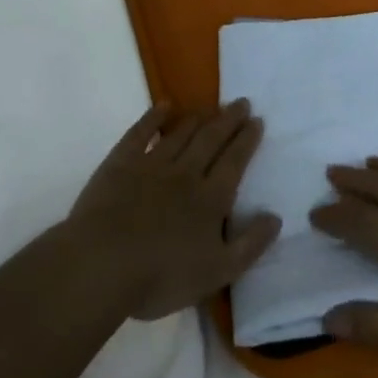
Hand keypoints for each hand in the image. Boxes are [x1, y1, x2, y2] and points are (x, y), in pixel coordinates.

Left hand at [67, 100, 280, 321]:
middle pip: (211, 140)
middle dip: (229, 120)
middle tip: (241, 102)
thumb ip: (250, 245)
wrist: (102, 264)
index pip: (234, 162)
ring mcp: (152, 164)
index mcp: (210, 199)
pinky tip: (164, 106)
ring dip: (198, 117)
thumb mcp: (217, 272)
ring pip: (181, 134)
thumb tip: (275, 217)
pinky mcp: (121, 163)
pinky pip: (141, 132)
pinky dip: (154, 117)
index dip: (246, 140)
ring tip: (211, 106)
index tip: (257, 120)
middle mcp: (185, 174)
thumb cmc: (161, 276)